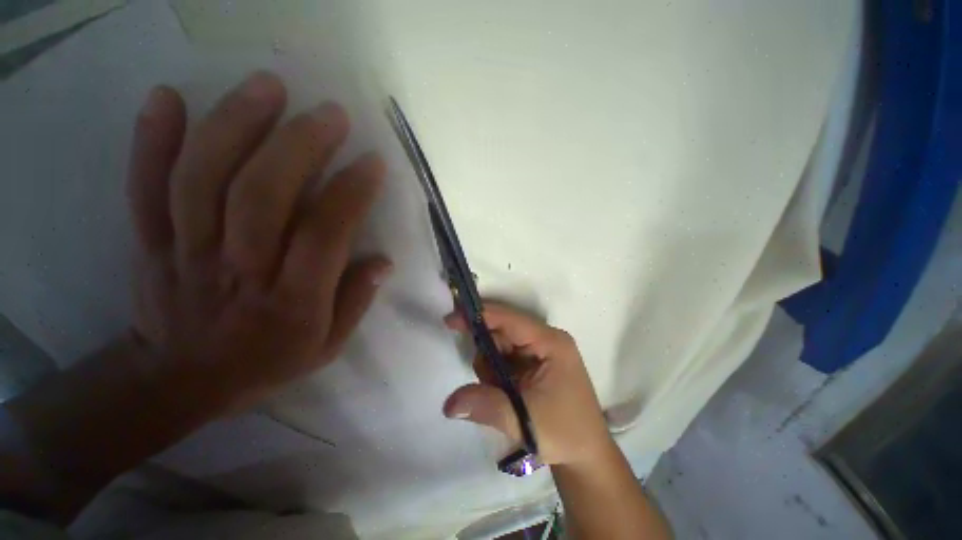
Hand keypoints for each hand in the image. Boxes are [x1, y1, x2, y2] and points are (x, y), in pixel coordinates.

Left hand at [128, 71, 390, 410]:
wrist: (183, 379)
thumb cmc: (267, 361)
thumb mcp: (327, 346)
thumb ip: (356, 302)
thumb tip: (384, 262)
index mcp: (291, 302)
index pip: (325, 236)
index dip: (351, 194)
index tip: (372, 163)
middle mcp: (239, 271)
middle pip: (262, 197)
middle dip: (299, 146)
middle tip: (330, 114)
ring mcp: (186, 253)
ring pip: (203, 180)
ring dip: (235, 126)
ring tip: (268, 87)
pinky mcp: (150, 243)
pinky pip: (144, 188)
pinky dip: (150, 141)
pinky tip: (167, 97)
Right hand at [442, 304, 611, 465]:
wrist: (586, 456)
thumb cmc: (564, 433)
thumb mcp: (523, 419)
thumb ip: (485, 405)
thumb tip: (448, 404)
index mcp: (550, 342)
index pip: (509, 319)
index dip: (480, 316)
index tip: (451, 319)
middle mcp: (546, 340)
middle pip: (503, 331)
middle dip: (487, 353)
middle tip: (487, 380)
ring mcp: (541, 351)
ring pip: (502, 345)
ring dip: (491, 367)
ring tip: (500, 394)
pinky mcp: (535, 363)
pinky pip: (506, 358)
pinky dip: (496, 373)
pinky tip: (503, 393)